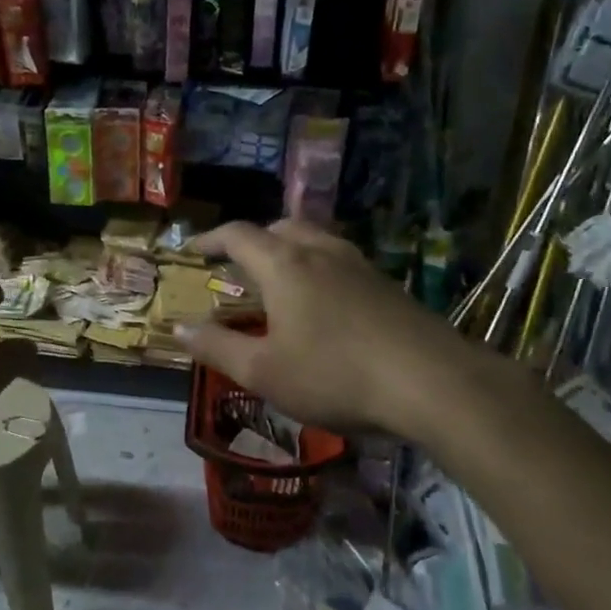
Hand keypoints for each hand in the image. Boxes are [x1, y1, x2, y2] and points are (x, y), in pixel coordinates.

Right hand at [176, 220, 464, 435]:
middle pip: (281, 227)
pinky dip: (318, 269)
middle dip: (254, 240)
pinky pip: (340, 262)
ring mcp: (360, 266)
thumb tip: (179, 328)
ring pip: (316, 240)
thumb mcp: (263, 371)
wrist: (432, 382)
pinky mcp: (387, 286)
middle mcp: (321, 253)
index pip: (238, 235)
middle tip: (237, 264)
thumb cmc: (334, 375)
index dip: (210, 239)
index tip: (192, 250)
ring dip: (289, 250)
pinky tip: (324, 304)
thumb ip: (217, 347)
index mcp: (284, 266)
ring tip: (279, 280)